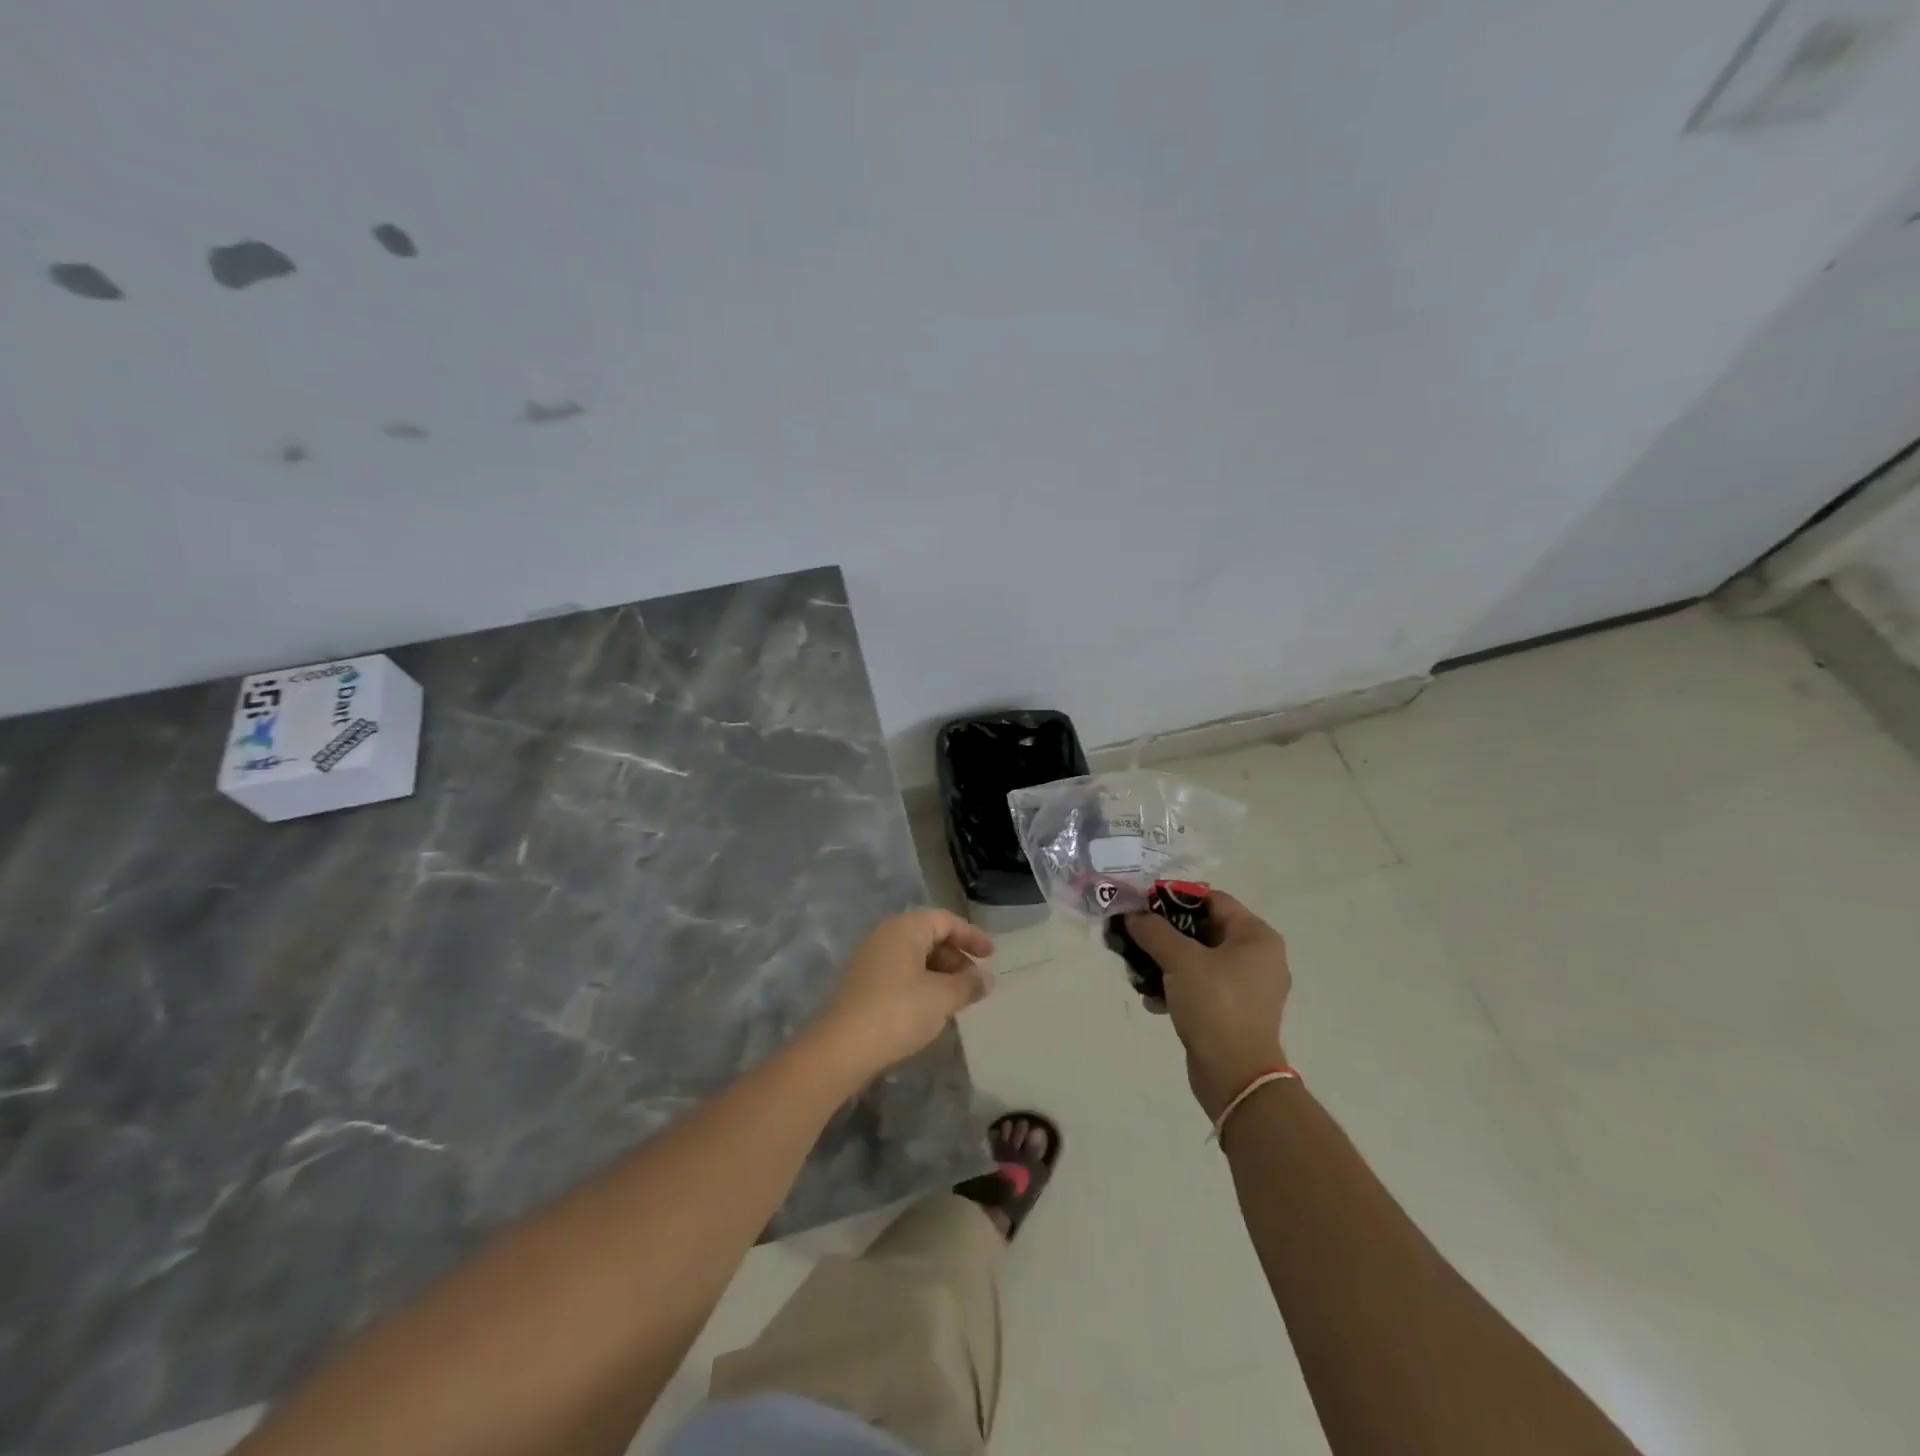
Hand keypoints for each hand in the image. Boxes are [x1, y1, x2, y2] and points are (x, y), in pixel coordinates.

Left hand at [812, 910, 995, 1082]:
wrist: (840, 1048)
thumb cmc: (897, 1012)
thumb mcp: (941, 998)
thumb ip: (968, 984)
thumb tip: (987, 978)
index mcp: (905, 928)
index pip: (946, 921)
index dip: (972, 936)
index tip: (992, 956)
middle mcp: (886, 935)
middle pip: (929, 936)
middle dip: (956, 957)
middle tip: (975, 981)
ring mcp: (870, 959)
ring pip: (915, 957)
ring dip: (940, 973)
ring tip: (957, 999)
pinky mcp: (863, 983)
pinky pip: (901, 973)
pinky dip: (921, 984)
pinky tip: (931, 1008)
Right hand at [1125, 892, 1291, 1119]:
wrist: (1235, 1076)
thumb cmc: (1215, 1005)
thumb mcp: (1180, 960)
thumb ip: (1154, 931)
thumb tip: (1133, 915)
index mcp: (1256, 937)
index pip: (1213, 900)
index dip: (1175, 898)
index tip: (1143, 904)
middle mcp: (1257, 957)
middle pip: (1203, 930)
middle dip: (1165, 934)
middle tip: (1135, 935)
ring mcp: (1247, 987)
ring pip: (1198, 960)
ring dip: (1165, 962)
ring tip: (1138, 972)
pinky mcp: (1233, 1012)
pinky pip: (1200, 987)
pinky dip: (1176, 988)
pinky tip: (1153, 1001)